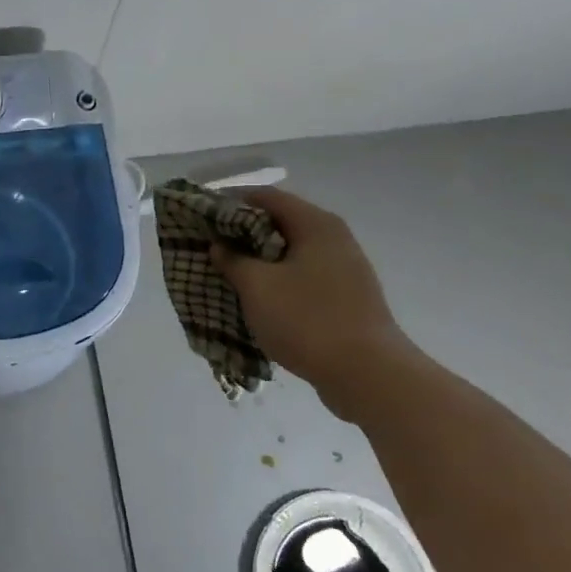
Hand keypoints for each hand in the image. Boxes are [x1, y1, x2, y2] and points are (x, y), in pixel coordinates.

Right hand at [210, 188, 415, 394]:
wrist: (368, 375)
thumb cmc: (307, 319)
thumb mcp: (257, 287)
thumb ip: (233, 260)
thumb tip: (220, 246)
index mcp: (315, 225)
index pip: (266, 197)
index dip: (231, 202)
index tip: (202, 215)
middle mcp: (334, 239)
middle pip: (280, 223)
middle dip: (242, 233)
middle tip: (210, 246)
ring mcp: (345, 269)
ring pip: (291, 253)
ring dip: (259, 260)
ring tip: (228, 273)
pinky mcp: (347, 298)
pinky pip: (303, 277)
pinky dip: (278, 281)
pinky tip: (258, 299)